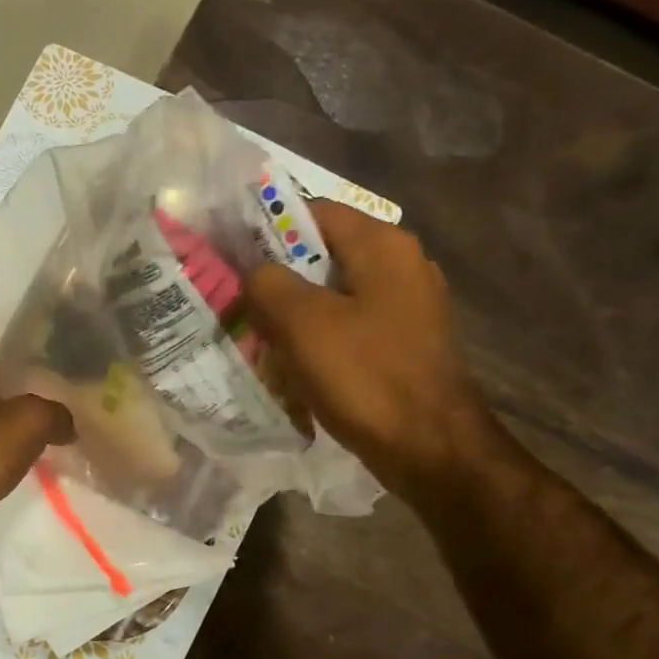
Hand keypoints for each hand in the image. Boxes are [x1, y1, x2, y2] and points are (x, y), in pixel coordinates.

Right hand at [241, 199, 500, 503]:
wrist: (429, 447)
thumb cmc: (366, 376)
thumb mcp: (303, 324)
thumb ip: (268, 284)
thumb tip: (253, 271)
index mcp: (382, 244)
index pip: (312, 211)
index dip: (265, 228)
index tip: (228, 254)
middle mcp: (401, 264)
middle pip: (322, 254)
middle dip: (276, 277)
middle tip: (237, 300)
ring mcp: (406, 305)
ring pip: (333, 294)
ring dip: (293, 312)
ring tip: (257, 334)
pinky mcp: (403, 342)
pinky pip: (348, 326)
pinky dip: (317, 338)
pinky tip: (292, 363)